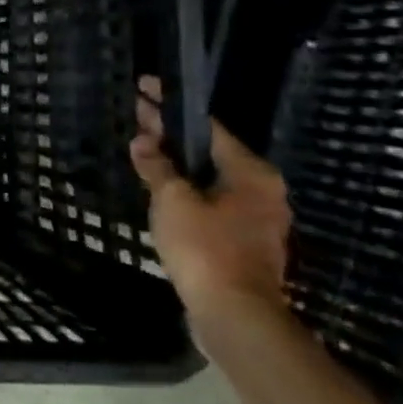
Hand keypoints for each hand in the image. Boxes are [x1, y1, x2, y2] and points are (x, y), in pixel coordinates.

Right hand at [129, 76, 291, 329]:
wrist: (234, 315)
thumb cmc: (205, 248)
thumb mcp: (172, 200)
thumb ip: (157, 167)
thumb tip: (143, 141)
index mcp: (251, 173)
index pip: (206, 127)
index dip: (170, 106)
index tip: (145, 88)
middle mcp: (262, 191)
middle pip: (209, 152)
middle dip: (172, 136)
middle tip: (139, 116)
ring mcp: (257, 219)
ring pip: (210, 179)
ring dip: (178, 165)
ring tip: (145, 151)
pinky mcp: (245, 243)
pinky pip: (211, 203)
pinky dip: (187, 191)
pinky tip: (162, 190)